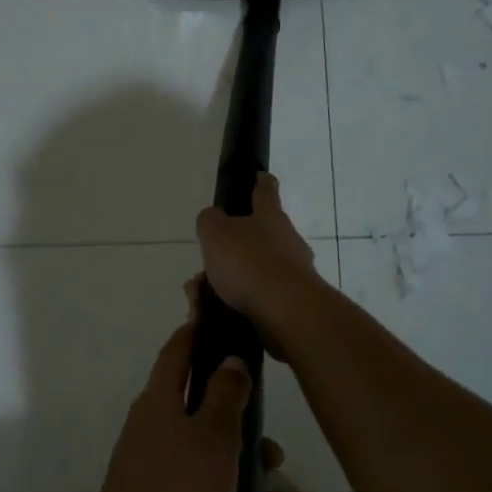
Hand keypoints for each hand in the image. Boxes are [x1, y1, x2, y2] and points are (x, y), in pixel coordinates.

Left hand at [81, 317, 251, 491]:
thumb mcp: (213, 438)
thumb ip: (226, 394)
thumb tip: (229, 357)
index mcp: (160, 401)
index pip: (179, 349)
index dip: (200, 330)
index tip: (226, 321)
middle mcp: (154, 430)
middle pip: (208, 414)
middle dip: (248, 436)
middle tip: (274, 459)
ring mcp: (156, 473)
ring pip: (216, 463)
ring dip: (250, 485)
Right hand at [194, 173, 322, 344]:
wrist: (287, 312)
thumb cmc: (249, 263)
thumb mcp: (215, 232)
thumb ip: (210, 221)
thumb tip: (214, 219)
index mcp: (270, 216)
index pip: (266, 190)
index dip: (260, 181)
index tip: (259, 175)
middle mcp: (286, 240)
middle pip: (255, 239)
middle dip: (227, 252)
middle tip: (202, 269)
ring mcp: (292, 272)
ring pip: (250, 273)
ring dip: (225, 283)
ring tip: (199, 300)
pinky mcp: (291, 303)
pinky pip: (255, 299)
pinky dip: (233, 305)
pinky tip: (213, 316)